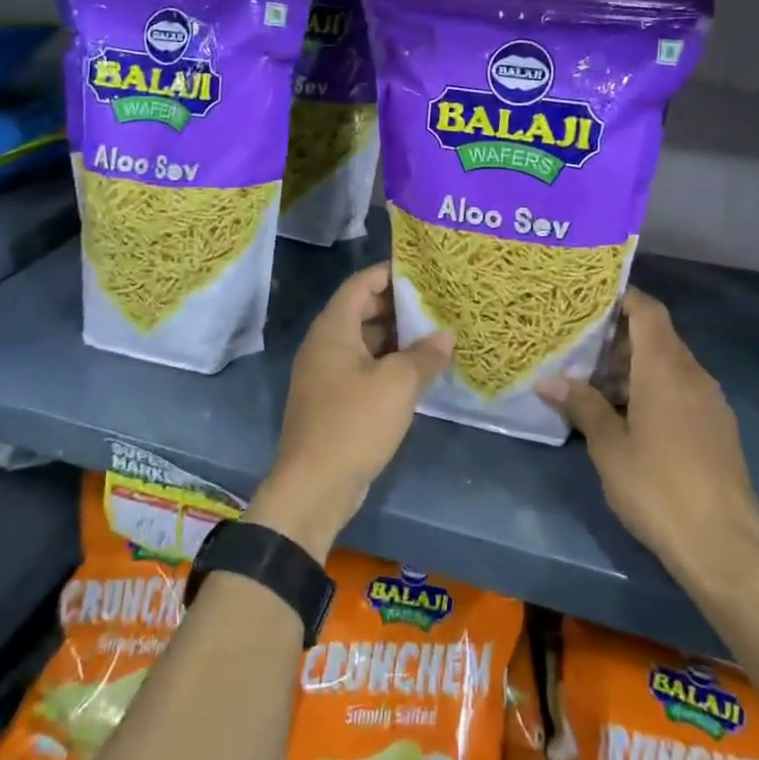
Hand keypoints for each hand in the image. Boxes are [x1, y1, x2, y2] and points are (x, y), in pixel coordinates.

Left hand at [251, 262, 452, 559]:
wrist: (313, 488)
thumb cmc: (354, 423)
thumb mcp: (398, 385)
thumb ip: (424, 355)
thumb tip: (444, 336)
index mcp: (333, 329)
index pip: (361, 284)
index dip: (390, 273)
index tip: (424, 272)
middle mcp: (325, 344)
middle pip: (362, 310)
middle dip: (399, 306)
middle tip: (437, 304)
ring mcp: (326, 374)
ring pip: (364, 342)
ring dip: (397, 338)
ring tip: (435, 336)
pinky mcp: (333, 401)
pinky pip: (363, 368)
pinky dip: (388, 364)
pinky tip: (418, 373)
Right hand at [537, 288, 758, 596]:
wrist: (725, 548)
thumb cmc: (659, 487)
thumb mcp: (609, 447)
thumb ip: (582, 406)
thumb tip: (548, 379)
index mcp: (665, 368)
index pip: (648, 311)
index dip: (623, 298)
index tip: (590, 300)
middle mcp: (693, 375)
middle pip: (657, 337)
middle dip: (618, 339)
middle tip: (578, 349)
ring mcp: (711, 403)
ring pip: (669, 366)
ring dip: (634, 368)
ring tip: (595, 386)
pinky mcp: (718, 429)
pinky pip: (681, 391)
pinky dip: (653, 390)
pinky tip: (628, 418)